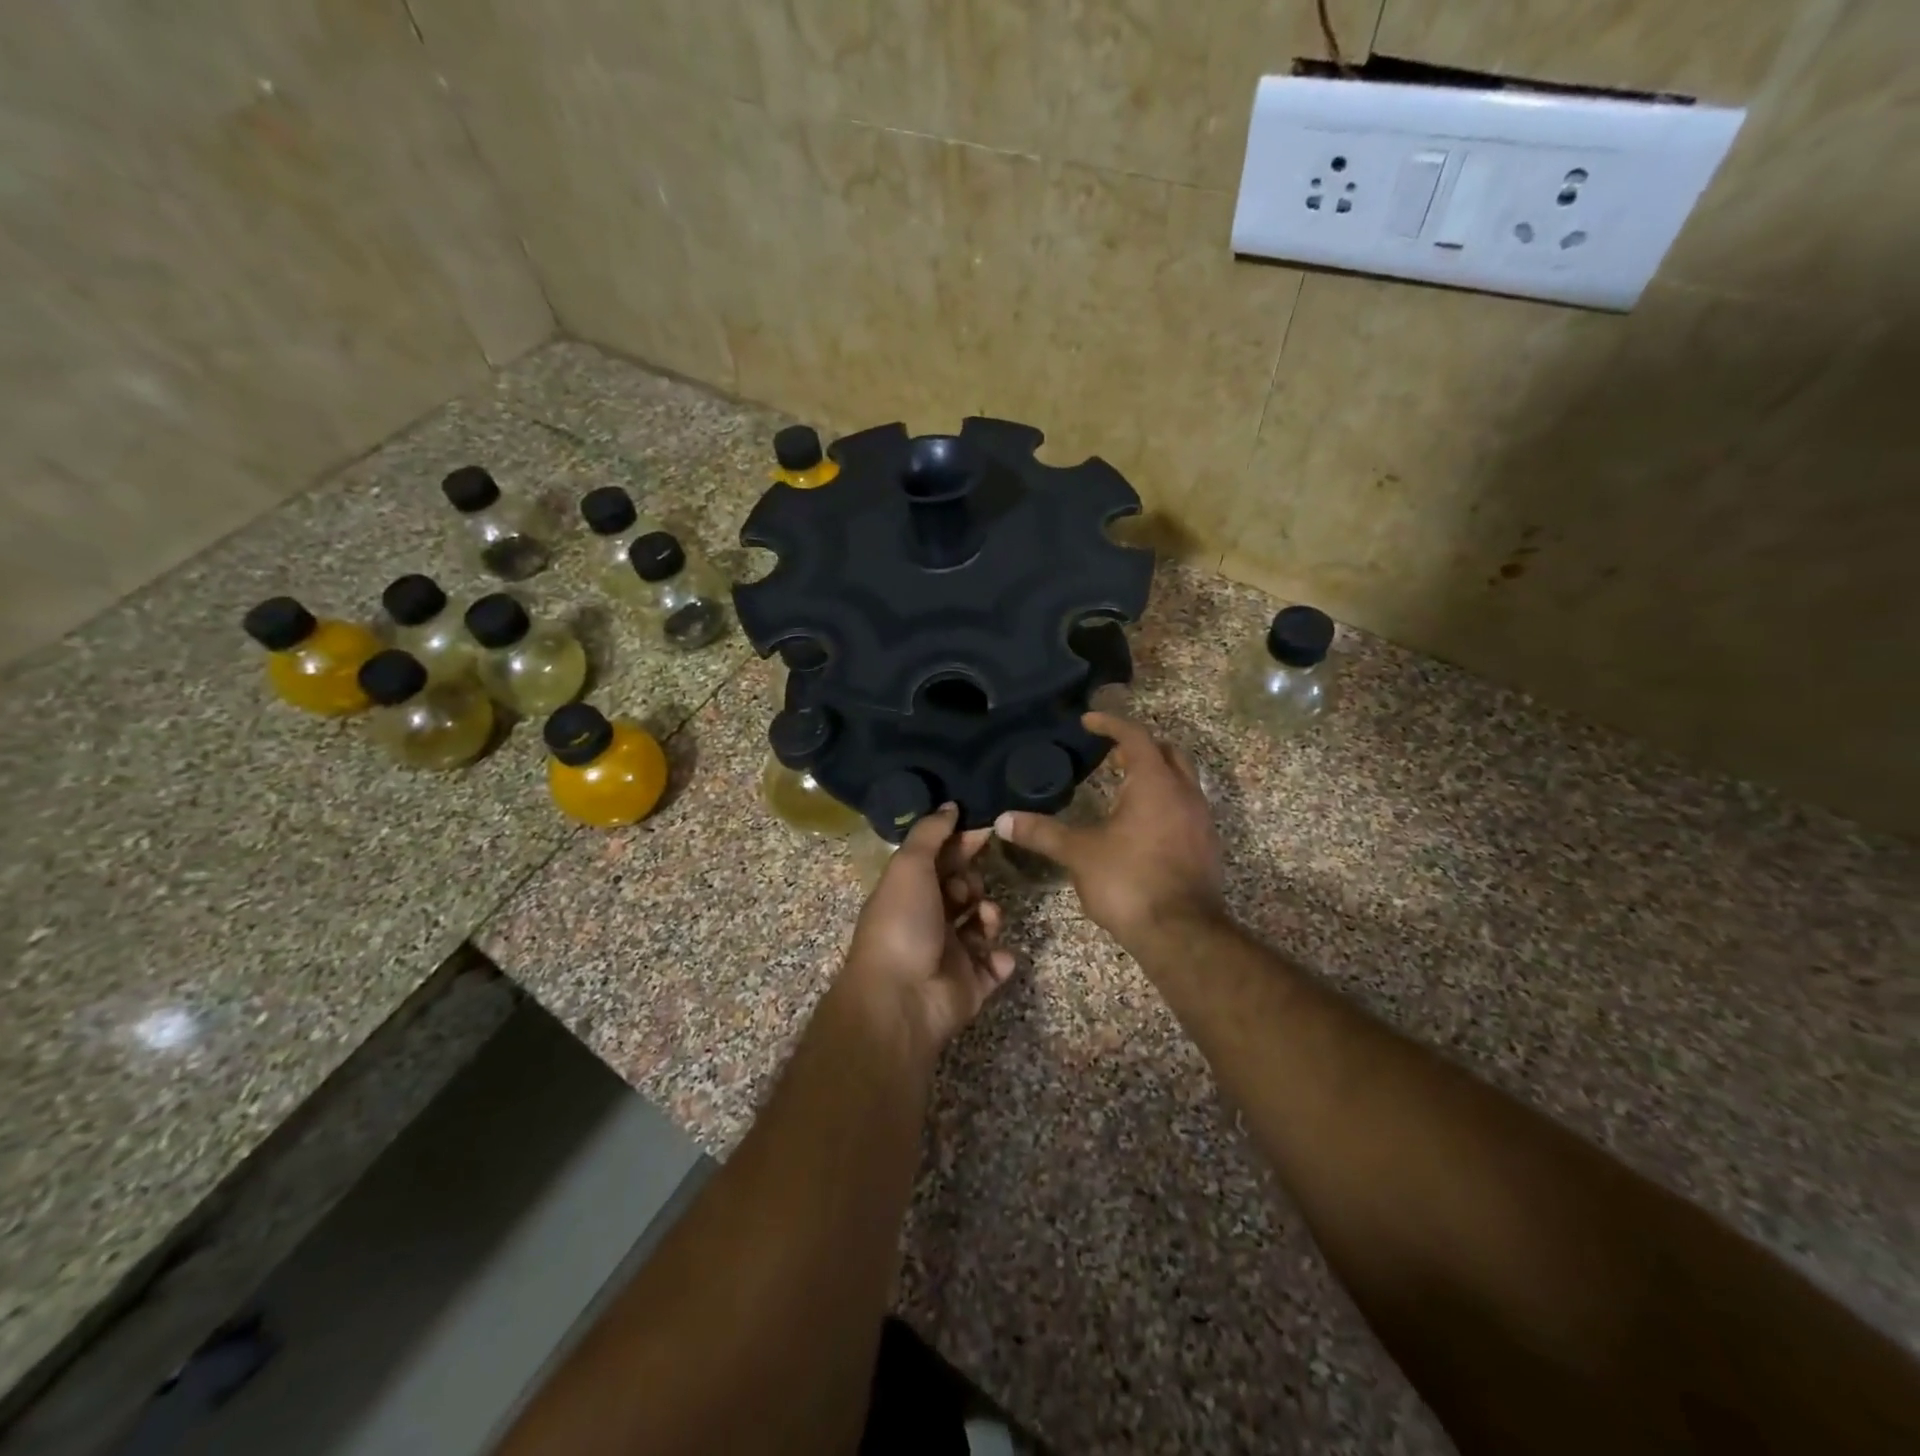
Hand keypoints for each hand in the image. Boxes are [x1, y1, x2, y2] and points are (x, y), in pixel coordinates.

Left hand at [840, 804, 1016, 1055]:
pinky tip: (995, 956)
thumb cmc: (903, 923)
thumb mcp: (910, 866)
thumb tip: (950, 806)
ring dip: (989, 916)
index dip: (962, 844)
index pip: (940, 860)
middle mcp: (928, 920)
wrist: (902, 998)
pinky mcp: (970, 984)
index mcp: (909, 892)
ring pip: (982, 924)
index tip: (987, 830)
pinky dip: (1000, 958)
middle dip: (972, 883)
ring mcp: (950, 954)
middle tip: (967, 890)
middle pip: (963, 890)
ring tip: (984, 922)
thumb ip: (930, 833)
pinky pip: (995, 965)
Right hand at [995, 711, 1224, 954]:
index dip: (1111, 724)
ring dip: (1155, 775)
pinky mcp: (1206, 847)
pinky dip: (1164, 802)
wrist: (1182, 934)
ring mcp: (1201, 820)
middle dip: (1139, 746)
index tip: (1088, 721)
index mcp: (1155, 783)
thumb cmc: (1129, 881)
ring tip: (1122, 786)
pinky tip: (1141, 824)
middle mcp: (1185, 793)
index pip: (1135, 736)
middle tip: (1110, 752)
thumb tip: (1003, 820)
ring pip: (1181, 781)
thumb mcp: (1079, 854)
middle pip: (1167, 752)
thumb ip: (1043, 833)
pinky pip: (1186, 808)